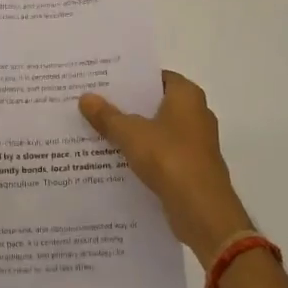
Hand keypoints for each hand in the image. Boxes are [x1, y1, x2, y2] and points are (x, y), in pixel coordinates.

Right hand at [79, 72, 252, 268]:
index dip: (132, 78)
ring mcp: (196, 143)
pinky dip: (144, 154)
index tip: (105, 82)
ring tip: (99, 130)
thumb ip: (107, 116)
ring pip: (158, 130)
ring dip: (135, 132)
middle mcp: (197, 114)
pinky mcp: (192, 169)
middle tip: (96, 104)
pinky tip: (117, 159)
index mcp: (187, 96)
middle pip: (156, 103)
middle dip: (129, 106)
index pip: (157, 77)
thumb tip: (85, 97)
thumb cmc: (170, 158)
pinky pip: (163, 154)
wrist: (202, 211)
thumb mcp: (131, 133)